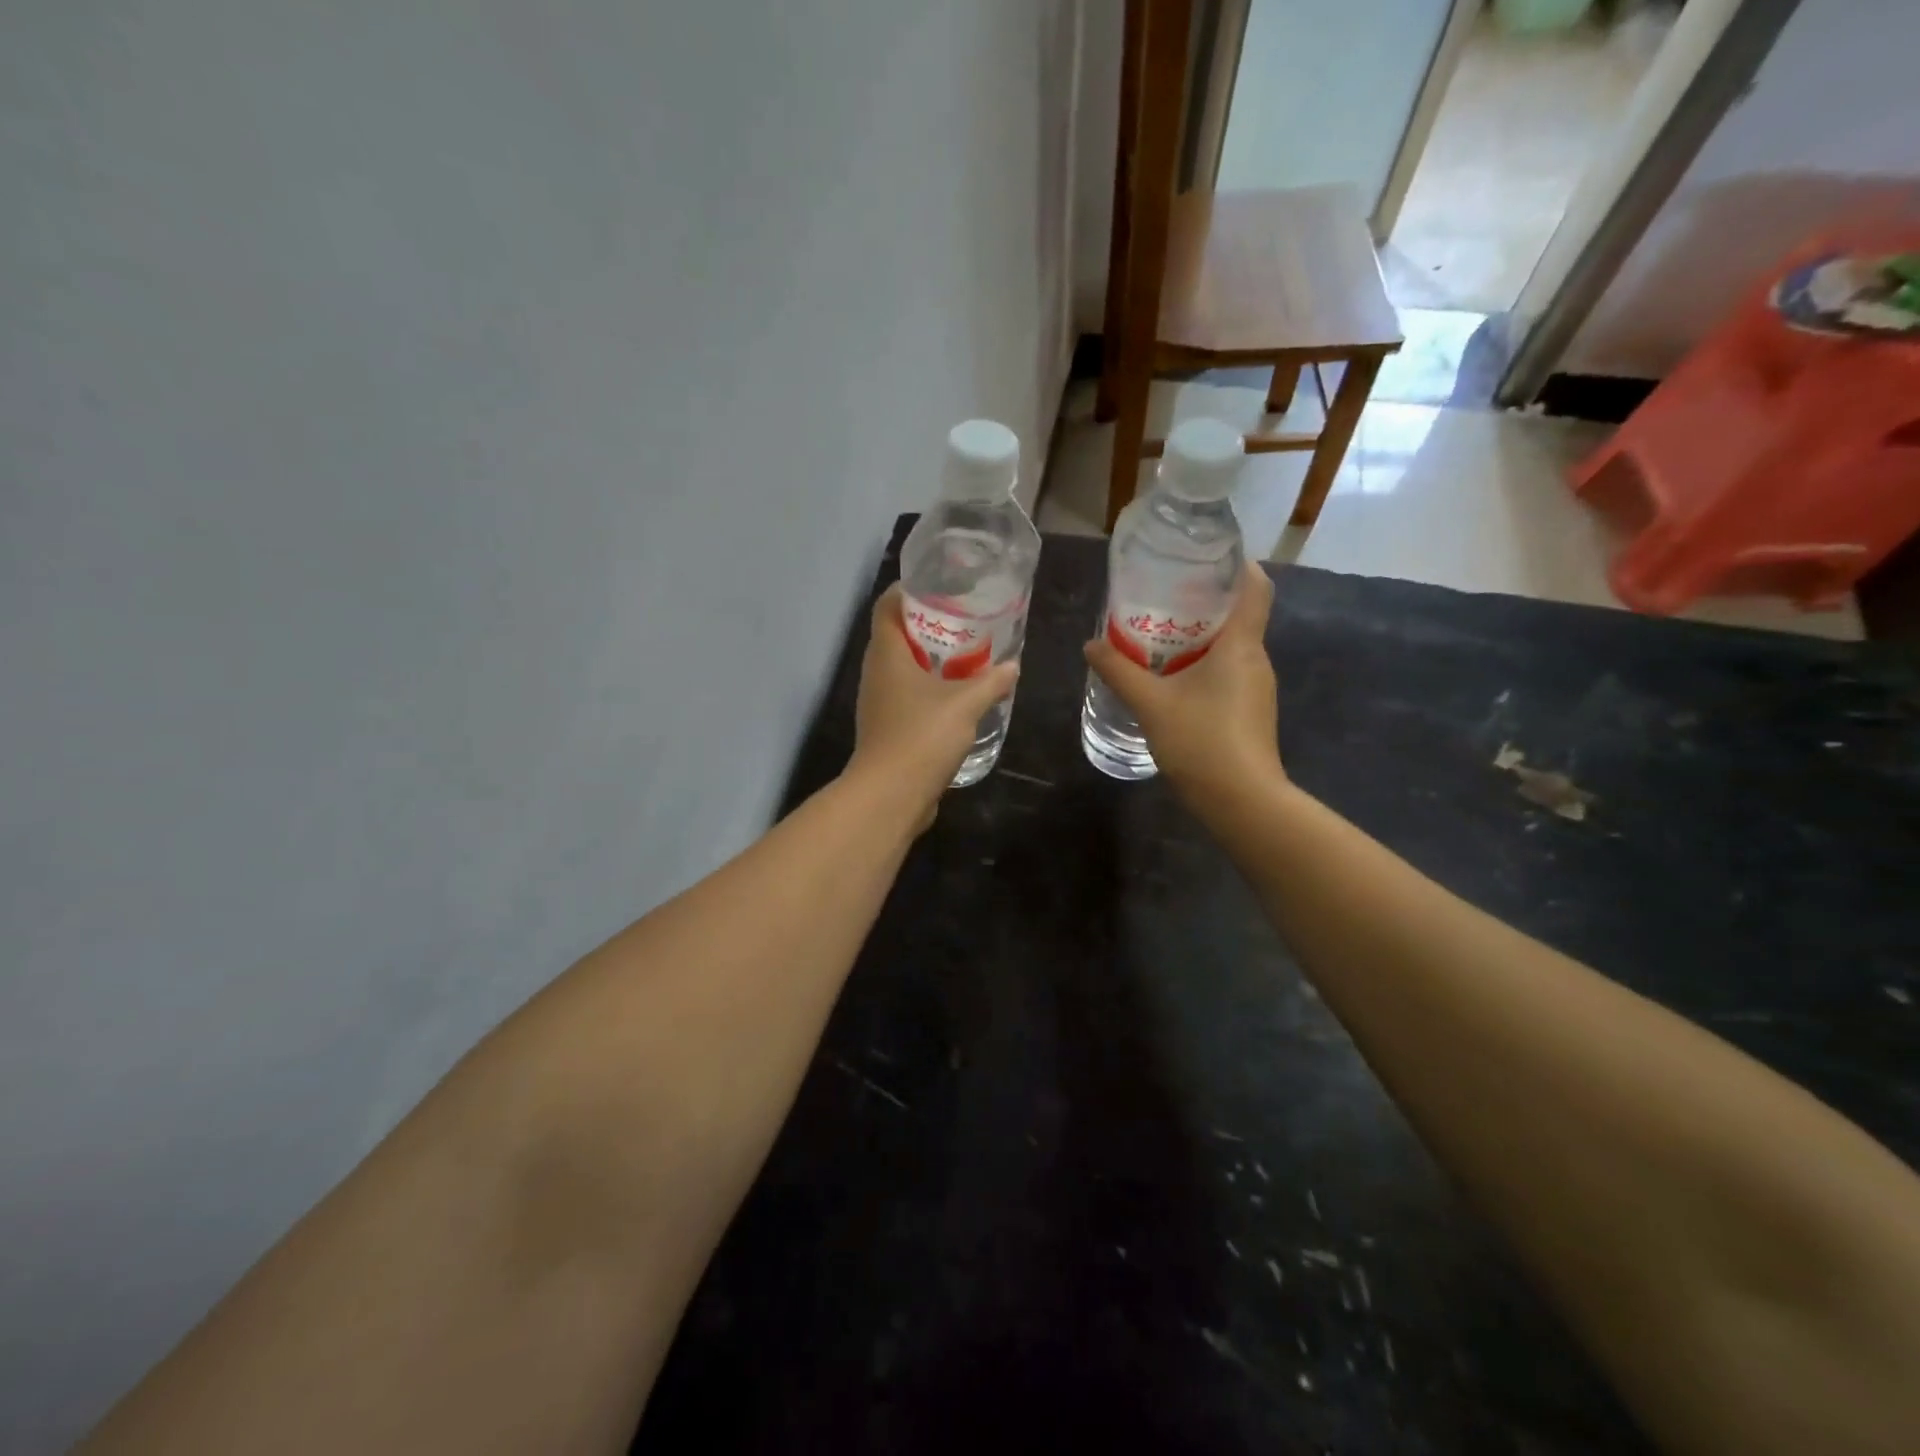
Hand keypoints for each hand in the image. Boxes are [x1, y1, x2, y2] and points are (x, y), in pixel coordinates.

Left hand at [847, 584, 1019, 817]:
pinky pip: (906, 697)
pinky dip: (927, 690)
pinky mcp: (886, 728)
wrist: (891, 794)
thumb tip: (1013, 665)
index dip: (908, 591)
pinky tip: (955, 697)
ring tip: (964, 656)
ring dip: (928, 661)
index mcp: (887, 654)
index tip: (938, 587)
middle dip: (927, 625)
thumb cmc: (923, 735)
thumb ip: (991, 681)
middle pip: (896, 636)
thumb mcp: (966, 703)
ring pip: (901, 669)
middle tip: (963, 620)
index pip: (887, 607)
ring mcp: (878, 703)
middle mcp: (876, 673)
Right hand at [1083, 563, 1281, 804]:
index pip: (1256, 588)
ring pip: (1231, 649)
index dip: (1239, 566)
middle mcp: (1256, 660)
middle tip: (1163, 598)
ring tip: (1159, 639)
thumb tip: (1091, 644)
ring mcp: (1257, 689)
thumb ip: (1119, 670)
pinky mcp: (1251, 712)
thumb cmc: (1201, 740)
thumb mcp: (1150, 703)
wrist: (1241, 800)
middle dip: (1203, 604)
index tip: (1209, 559)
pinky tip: (1172, 681)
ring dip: (1200, 640)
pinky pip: (1228, 674)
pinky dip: (1203, 667)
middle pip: (1238, 617)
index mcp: (1241, 645)